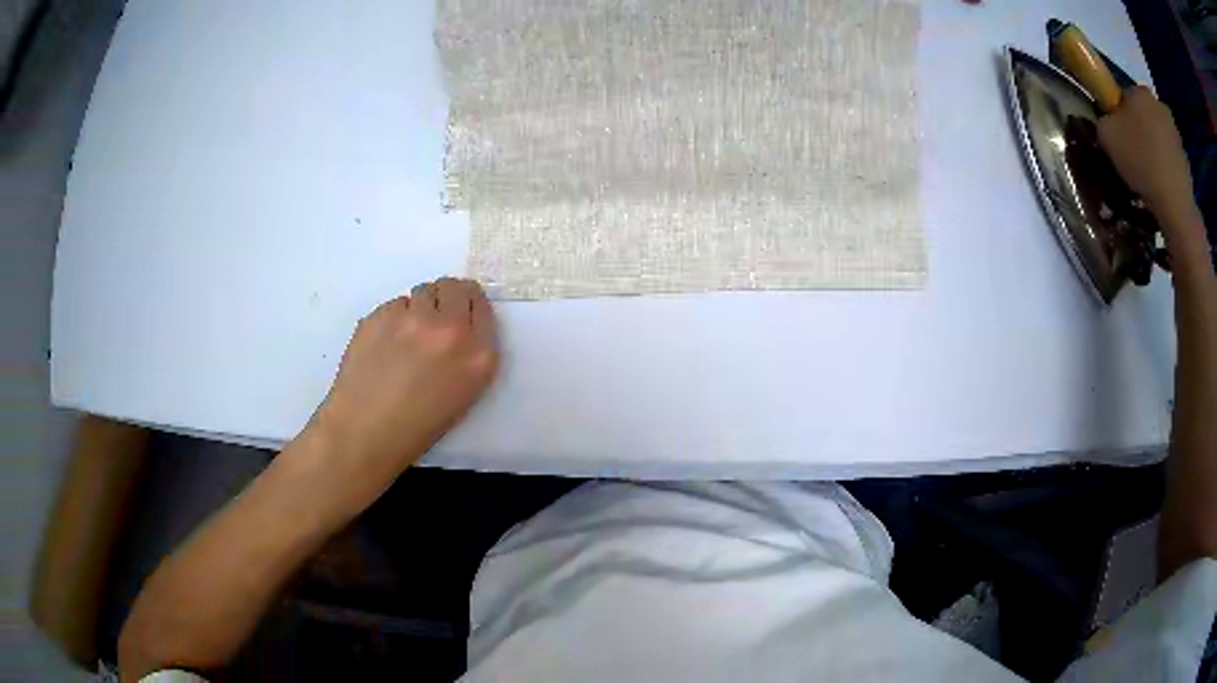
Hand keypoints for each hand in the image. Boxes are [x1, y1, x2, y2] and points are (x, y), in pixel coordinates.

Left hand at [303, 278, 498, 503]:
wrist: (365, 432)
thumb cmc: (417, 426)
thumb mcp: (463, 393)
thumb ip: (469, 353)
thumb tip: (457, 324)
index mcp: (479, 355)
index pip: (480, 304)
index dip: (467, 306)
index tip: (457, 314)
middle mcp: (450, 329)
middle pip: (454, 286)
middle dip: (445, 298)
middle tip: (431, 321)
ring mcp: (412, 318)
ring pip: (422, 291)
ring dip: (418, 307)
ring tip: (404, 338)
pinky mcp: (381, 314)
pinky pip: (394, 305)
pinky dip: (392, 319)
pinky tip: (383, 346)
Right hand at [1097, 87, 1194, 227]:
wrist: (1176, 205)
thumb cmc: (1141, 161)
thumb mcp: (1106, 135)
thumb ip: (1105, 120)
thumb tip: (1110, 122)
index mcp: (1139, 90)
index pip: (1124, 95)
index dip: (1119, 113)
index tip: (1118, 135)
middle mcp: (1159, 103)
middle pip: (1145, 114)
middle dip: (1140, 129)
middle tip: (1133, 155)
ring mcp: (1176, 133)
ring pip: (1160, 136)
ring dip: (1155, 149)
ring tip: (1149, 176)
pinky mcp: (1187, 160)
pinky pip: (1172, 159)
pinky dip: (1167, 169)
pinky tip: (1162, 186)